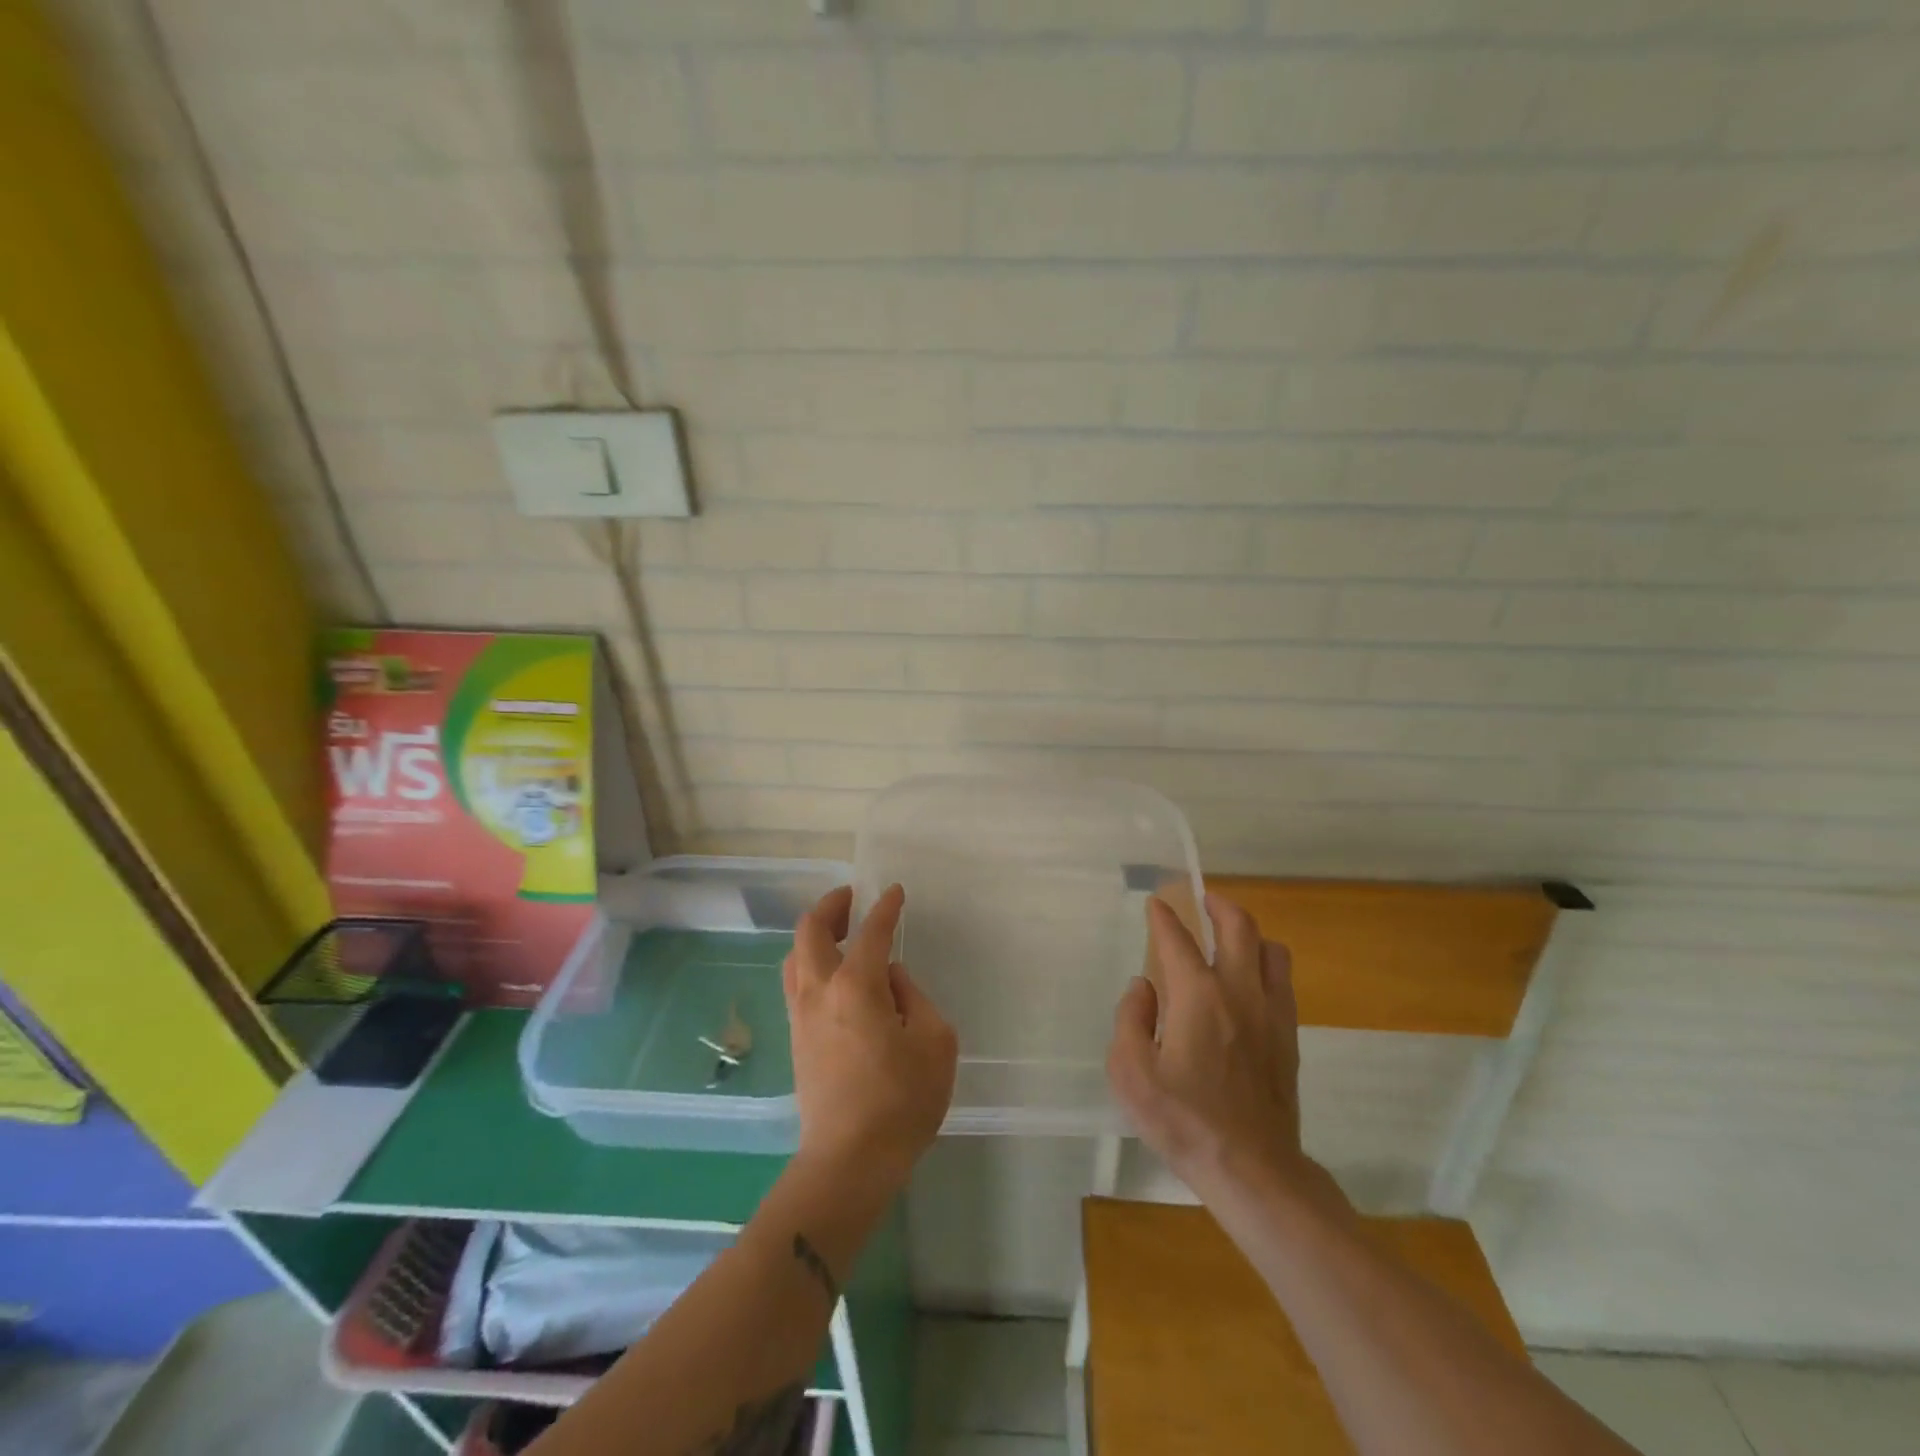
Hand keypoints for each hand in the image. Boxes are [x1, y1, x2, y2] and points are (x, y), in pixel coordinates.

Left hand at [783, 885, 957, 1191]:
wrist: (849, 1161)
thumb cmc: (901, 1101)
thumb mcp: (934, 1042)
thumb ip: (914, 998)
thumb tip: (890, 981)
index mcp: (857, 985)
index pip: (871, 932)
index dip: (885, 908)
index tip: (893, 891)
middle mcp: (820, 991)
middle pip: (810, 932)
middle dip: (831, 906)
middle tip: (852, 899)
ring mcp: (802, 1015)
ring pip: (795, 957)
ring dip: (815, 935)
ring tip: (840, 933)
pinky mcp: (796, 1039)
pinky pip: (796, 983)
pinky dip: (810, 963)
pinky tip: (832, 975)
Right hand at [1108, 894, 1308, 1199]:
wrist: (1252, 1169)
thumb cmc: (1184, 1121)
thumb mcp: (1131, 1073)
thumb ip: (1130, 1019)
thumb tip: (1143, 987)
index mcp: (1198, 996)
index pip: (1178, 940)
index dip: (1164, 917)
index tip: (1156, 903)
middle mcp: (1239, 992)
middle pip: (1239, 927)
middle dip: (1219, 905)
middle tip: (1203, 899)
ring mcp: (1271, 1013)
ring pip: (1271, 950)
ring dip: (1250, 933)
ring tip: (1230, 937)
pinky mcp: (1288, 1037)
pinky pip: (1283, 982)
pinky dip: (1267, 965)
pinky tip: (1251, 980)